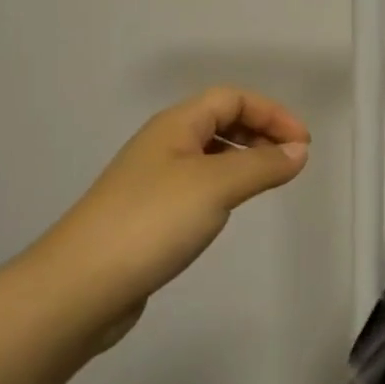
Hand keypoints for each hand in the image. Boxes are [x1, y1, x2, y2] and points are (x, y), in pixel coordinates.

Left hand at [38, 87, 309, 345]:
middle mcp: (162, 144)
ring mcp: (152, 180)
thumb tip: (299, 151)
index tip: (304, 144)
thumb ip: (262, 164)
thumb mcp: (216, 186)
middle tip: (291, 160)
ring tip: (268, 181)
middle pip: (219, 120)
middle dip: (259, 132)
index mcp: (175, 125)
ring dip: (243, 158)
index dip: (271, 112)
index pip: (231, 98)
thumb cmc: (152, 222)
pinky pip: (197, 185)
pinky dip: (224, 186)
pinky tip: (229, 209)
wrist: (80, 286)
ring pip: (208, 154)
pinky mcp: (148, 215)